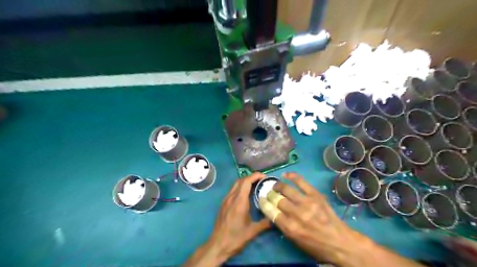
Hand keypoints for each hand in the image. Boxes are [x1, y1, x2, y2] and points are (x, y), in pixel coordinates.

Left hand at [184, 173, 271, 265]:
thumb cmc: (235, 238)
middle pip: (241, 180)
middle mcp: (231, 197)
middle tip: (262, 181)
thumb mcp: (252, 231)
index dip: (256, 176)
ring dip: (246, 182)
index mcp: (239, 201)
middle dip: (252, 177)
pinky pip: (233, 191)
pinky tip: (246, 196)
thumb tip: (275, 216)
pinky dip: (241, 188)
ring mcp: (226, 200)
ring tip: (256, 187)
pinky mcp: (223, 204)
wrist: (217, 245)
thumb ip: (265, 222)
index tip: (265, 177)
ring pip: (236, 185)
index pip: (246, 181)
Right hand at [261, 173, 367, 264]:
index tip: (261, 199)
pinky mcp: (315, 195)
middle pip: (276, 199)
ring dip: (278, 186)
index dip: (263, 203)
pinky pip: (301, 182)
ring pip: (286, 189)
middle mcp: (296, 214)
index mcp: (290, 228)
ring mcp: (306, 202)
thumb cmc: (316, 246)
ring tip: (276, 185)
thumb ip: (283, 225)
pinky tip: (286, 175)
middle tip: (269, 193)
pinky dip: (292, 176)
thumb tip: (273, 211)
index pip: (270, 211)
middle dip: (270, 195)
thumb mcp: (295, 240)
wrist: (340, 242)